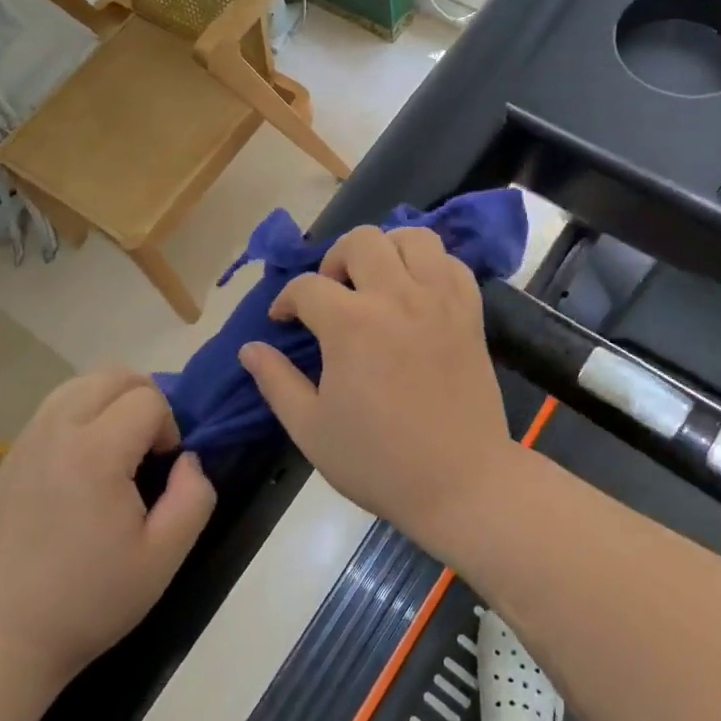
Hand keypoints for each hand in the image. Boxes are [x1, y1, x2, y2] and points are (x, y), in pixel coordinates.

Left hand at [0, 371, 215, 685]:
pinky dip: (82, 412)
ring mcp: (28, 440)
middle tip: (149, 447)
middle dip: (145, 398)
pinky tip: (85, 459)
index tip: (164, 469)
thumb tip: (190, 459)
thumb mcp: (164, 558)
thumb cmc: (91, 599)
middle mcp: (58, 431)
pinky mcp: (11, 455)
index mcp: (96, 453)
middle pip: (114, 374)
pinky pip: (55, 406)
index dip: (169, 426)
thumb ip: (194, 497)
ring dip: (112, 399)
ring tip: (119, 446)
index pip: (148, 398)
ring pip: (81, 382)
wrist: (6, 636)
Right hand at [238, 225, 516, 548]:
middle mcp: (396, 297)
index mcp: (351, 324)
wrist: (460, 483)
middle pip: (361, 241)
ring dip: (387, 251)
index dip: (286, 301)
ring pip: (413, 238)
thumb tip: (250, 349)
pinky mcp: (470, 313)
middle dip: (335, 260)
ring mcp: (439, 301)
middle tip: (332, 294)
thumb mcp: (311, 429)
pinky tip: (418, 293)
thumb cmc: (378, 461)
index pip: (306, 287)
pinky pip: (452, 264)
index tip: (283, 320)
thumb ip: (276, 382)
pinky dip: (431, 266)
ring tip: (377, 282)